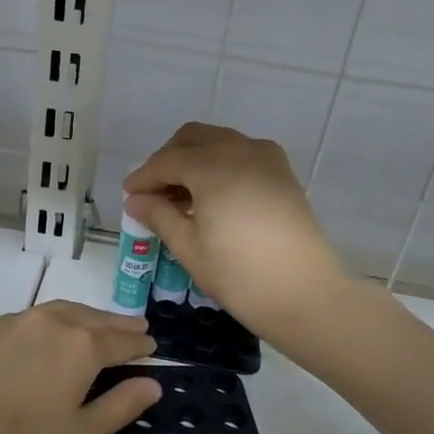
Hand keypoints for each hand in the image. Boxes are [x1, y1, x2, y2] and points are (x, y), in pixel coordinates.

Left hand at [0, 301, 161, 433]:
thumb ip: (120, 406)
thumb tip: (151, 384)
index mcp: (82, 346)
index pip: (122, 341)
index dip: (140, 345)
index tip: (152, 347)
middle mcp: (52, 322)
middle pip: (94, 318)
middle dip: (118, 324)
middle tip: (136, 328)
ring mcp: (17, 320)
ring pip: (62, 310)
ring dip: (86, 317)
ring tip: (98, 325)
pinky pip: (32, 318)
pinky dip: (53, 321)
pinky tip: (49, 336)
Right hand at [123, 123, 351, 342]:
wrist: (305, 295)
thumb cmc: (239, 274)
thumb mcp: (189, 247)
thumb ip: (160, 215)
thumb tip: (136, 200)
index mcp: (213, 166)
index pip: (167, 161)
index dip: (144, 177)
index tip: (128, 196)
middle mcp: (240, 150)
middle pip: (193, 138)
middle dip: (168, 159)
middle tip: (153, 192)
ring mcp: (266, 158)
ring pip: (219, 141)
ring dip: (194, 159)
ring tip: (180, 197)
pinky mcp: (282, 173)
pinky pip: (241, 154)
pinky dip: (219, 164)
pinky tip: (211, 197)